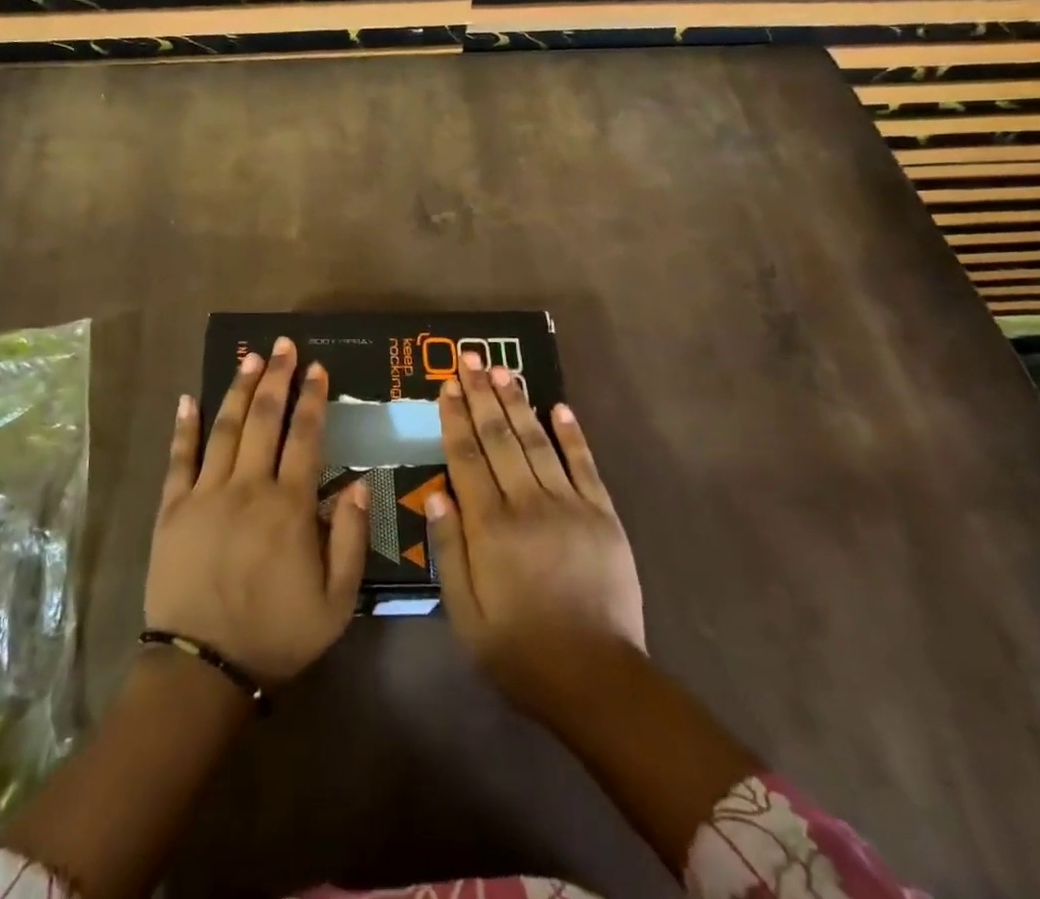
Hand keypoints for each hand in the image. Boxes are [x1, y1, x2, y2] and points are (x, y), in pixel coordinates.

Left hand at [145, 337, 369, 683]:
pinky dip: (184, 427)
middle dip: (276, 378)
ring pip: (225, 428)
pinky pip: (179, 458)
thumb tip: (361, 485)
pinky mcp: (173, 509)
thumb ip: (351, 540)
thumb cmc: (276, 635)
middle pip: (264, 419)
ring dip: (238, 389)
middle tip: (283, 345)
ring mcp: (206, 494)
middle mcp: (248, 487)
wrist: (203, 670)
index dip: (313, 399)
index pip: (306, 437)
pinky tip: (187, 398)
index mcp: (290, 506)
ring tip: (249, 357)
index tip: (318, 368)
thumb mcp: (335, 602)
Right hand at [427, 352, 646, 710]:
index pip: (467, 458)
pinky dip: (572, 434)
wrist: (599, 681)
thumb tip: (437, 495)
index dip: (455, 418)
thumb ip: (449, 552)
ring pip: (537, 442)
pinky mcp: (603, 516)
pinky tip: (559, 406)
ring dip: (518, 402)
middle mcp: (528, 505)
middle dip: (482, 395)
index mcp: (491, 528)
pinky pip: (585, 465)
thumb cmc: (521, 652)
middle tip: (470, 358)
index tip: (447, 385)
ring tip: (502, 370)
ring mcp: (570, 506)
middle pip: (500, 438)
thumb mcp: (466, 615)